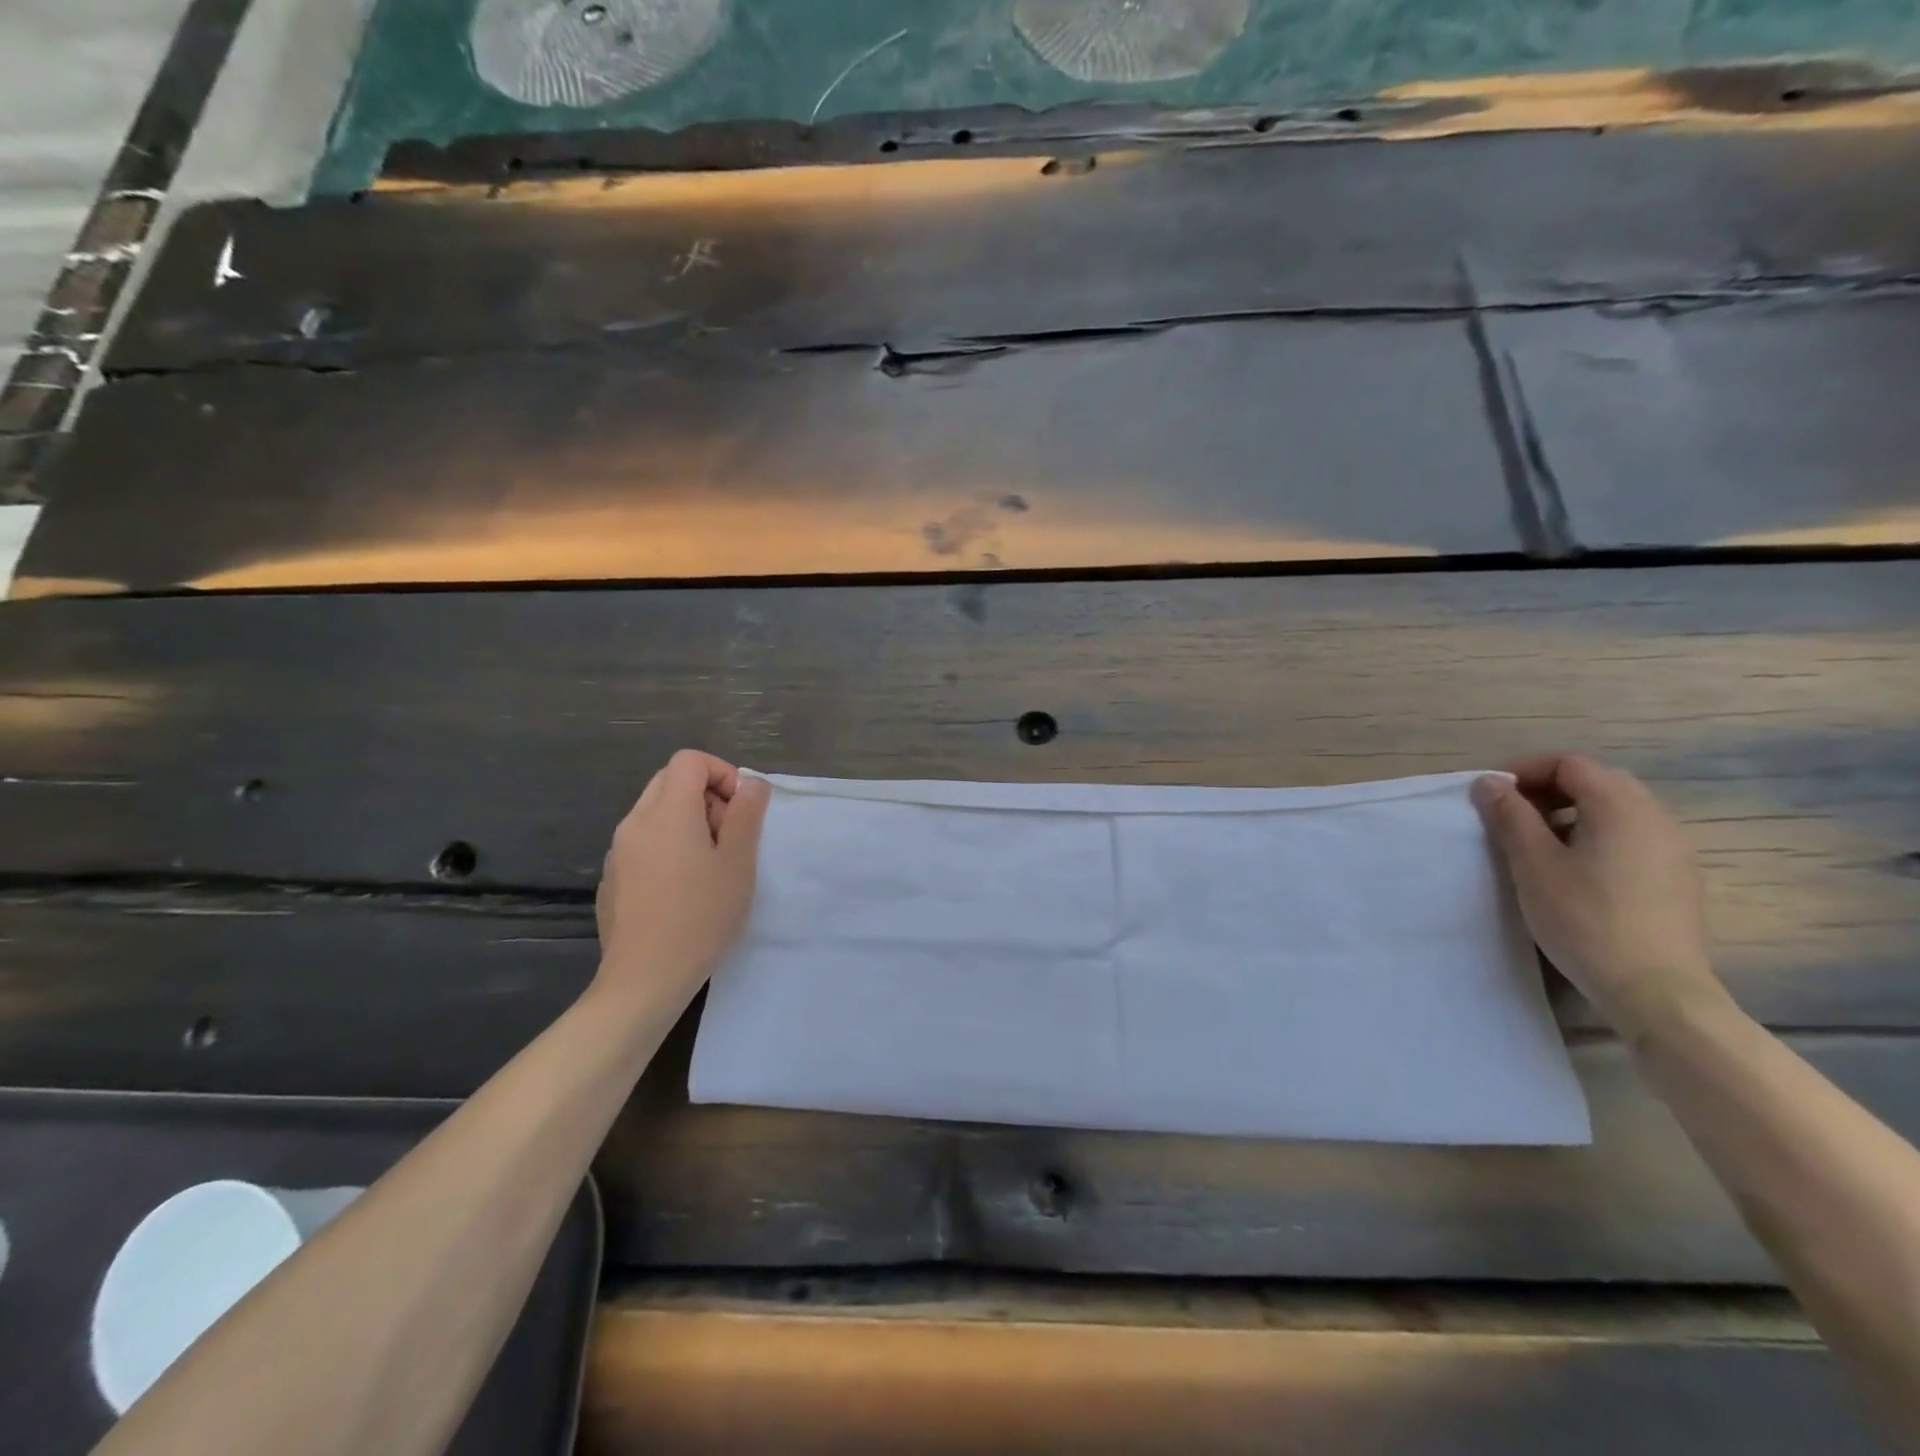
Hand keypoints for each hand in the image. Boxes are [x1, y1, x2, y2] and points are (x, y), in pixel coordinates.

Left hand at [594, 750, 770, 1007]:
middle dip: (706, 795)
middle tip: (729, 836)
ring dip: (686, 821)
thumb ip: (746, 815)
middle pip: (670, 781)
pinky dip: (666, 846)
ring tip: (709, 865)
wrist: (644, 980)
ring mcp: (618, 851)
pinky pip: (642, 842)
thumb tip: (751, 783)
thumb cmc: (701, 917)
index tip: (741, 809)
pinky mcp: (611, 878)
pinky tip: (681, 889)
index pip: (690, 761)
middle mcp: (635, 822)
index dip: (722, 773)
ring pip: (655, 812)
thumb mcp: (738, 864)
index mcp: (668, 812)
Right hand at [1472, 754, 1726, 1040]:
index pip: (1570, 763)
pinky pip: (1630, 835)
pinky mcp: (1676, 877)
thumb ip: (1510, 816)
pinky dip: (1594, 834)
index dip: (1525, 770)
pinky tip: (1572, 868)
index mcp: (1621, 807)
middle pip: (1597, 780)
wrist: (1654, 989)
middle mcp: (1655, 817)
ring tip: (1536, 842)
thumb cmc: (1585, 918)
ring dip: (1570, 812)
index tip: (1491, 795)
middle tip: (1510, 814)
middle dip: (1547, 788)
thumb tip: (1489, 782)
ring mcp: (1672, 848)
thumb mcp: (1532, 864)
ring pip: (1615, 808)